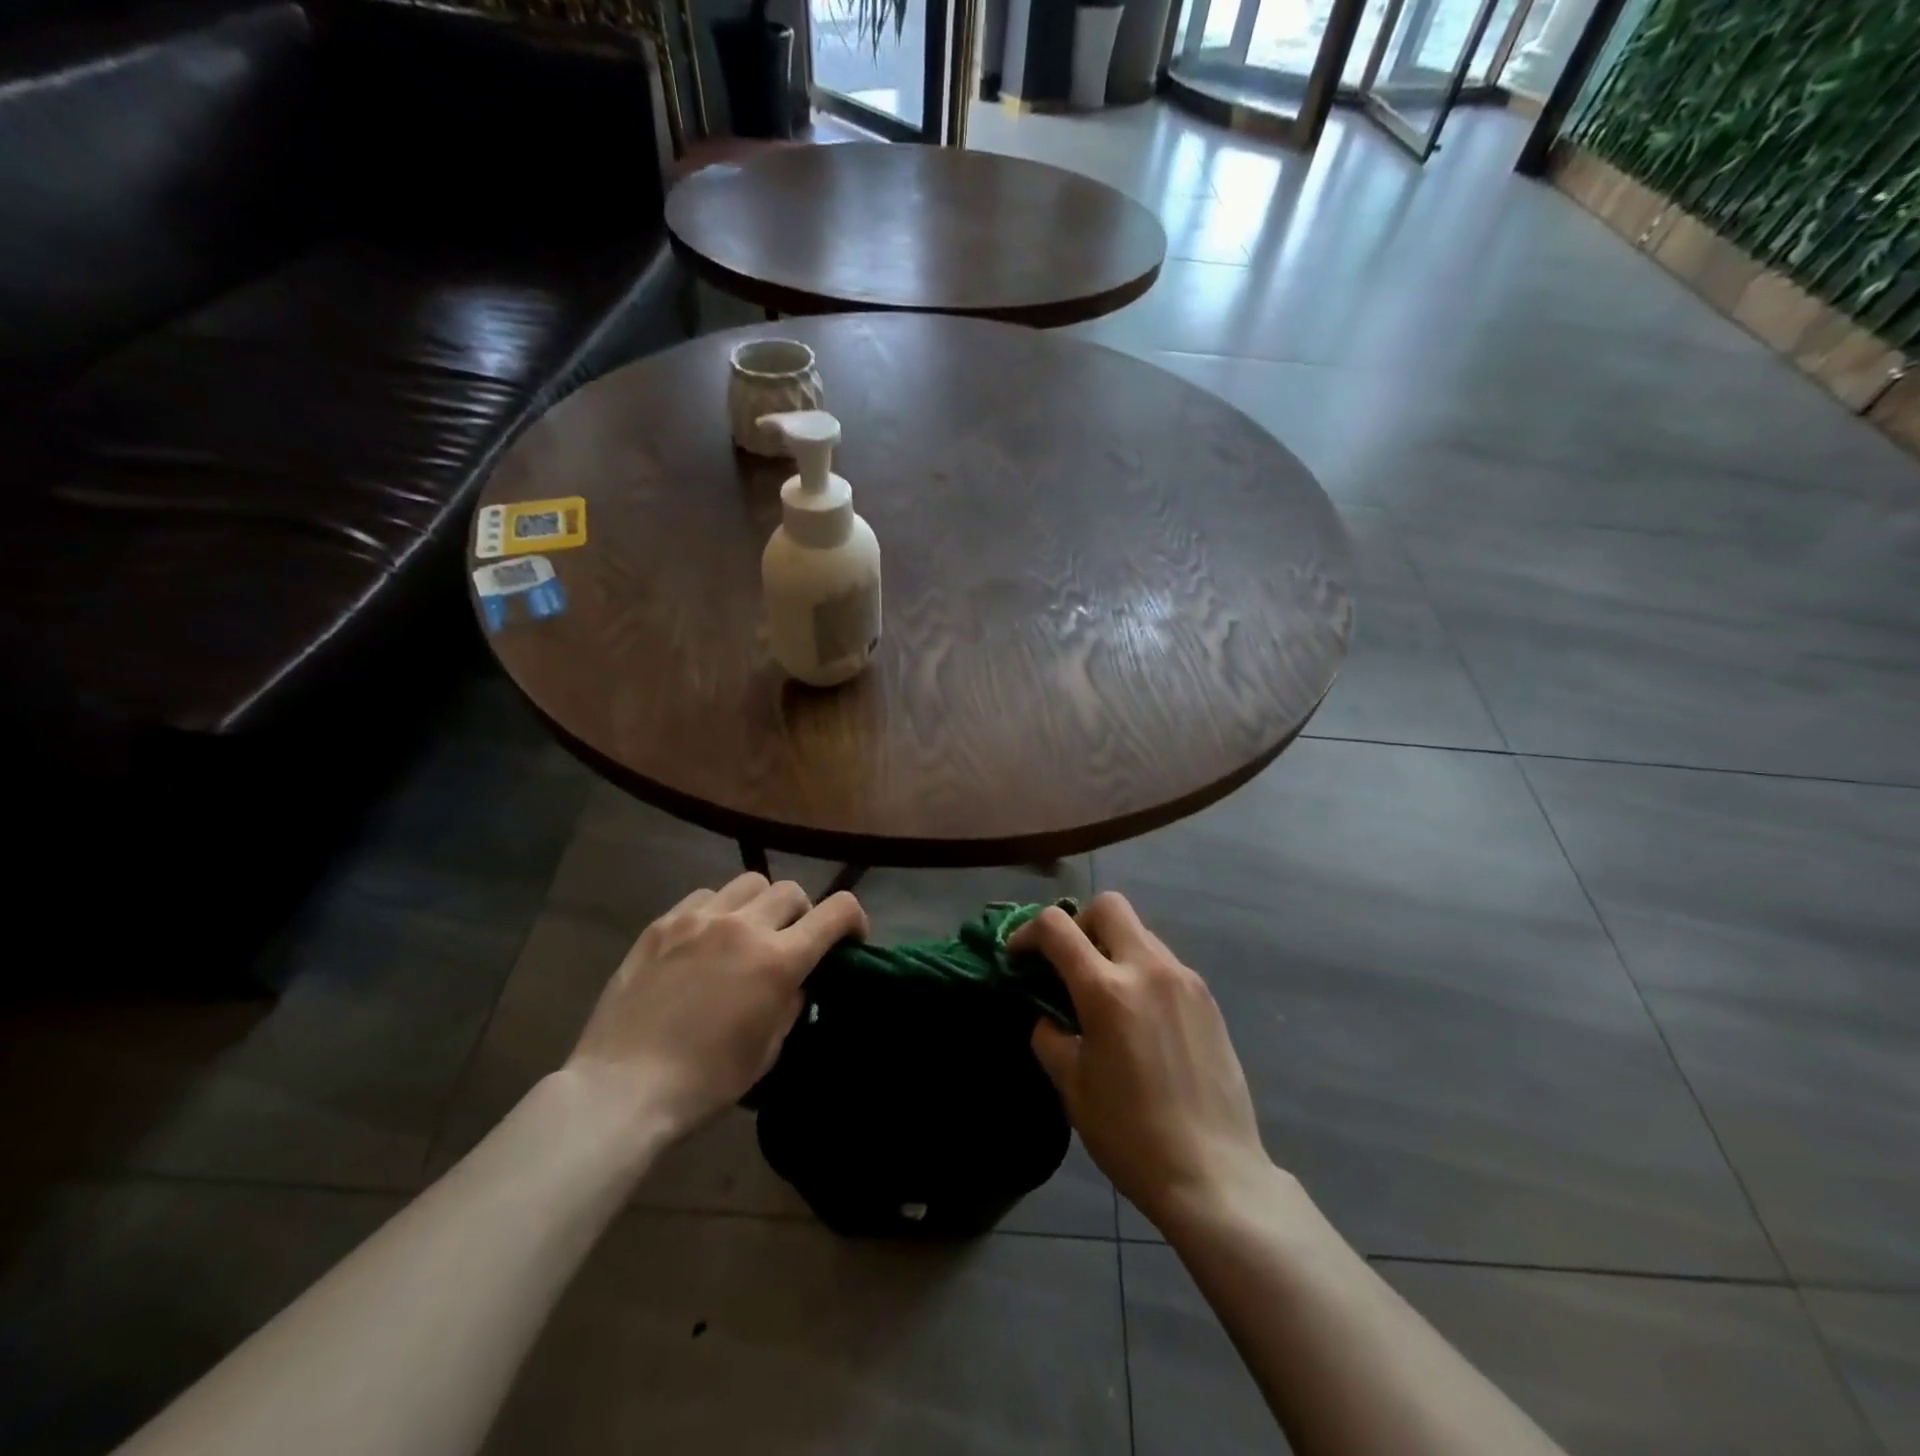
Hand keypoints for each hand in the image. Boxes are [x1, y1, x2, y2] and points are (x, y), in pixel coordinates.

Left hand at [566, 873, 867, 1141]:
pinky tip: (705, 939)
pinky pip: (705, 897)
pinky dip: (718, 910)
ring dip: (760, 905)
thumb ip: (792, 1002)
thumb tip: (797, 980)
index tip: (850, 937)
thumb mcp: (768, 1049)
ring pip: (749, 882)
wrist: (624, 1087)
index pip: (837, 911)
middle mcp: (744, 926)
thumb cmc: (706, 1080)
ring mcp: (699, 919)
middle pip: (791, 890)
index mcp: (778, 959)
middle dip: (802, 913)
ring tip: (746, 933)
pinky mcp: (663, 923)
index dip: (853, 918)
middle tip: (790, 941)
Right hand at [1013, 893, 1275, 1231]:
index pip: (1057, 927)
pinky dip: (1141, 971)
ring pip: (1140, 932)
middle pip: (1108, 906)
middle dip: (1079, 924)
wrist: (1214, 1174)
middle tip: (1068, 964)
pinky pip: (1165, 962)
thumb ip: (1050, 1036)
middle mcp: (1148, 969)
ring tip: (1105, 995)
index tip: (1018, 957)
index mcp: (1107, 990)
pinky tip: (1140, 1016)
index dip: (1027, 933)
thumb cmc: (1130, 1134)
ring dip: (1113, 947)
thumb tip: (1047, 1015)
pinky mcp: (1207, 998)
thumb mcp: (1072, 1086)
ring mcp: (1184, 980)